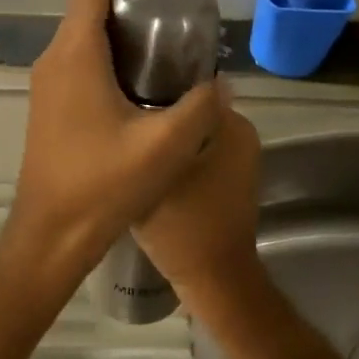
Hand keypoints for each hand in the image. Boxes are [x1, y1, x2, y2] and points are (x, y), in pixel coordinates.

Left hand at [9, 0, 222, 279]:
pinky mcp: (46, 109)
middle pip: (80, 12)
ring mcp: (44, 88)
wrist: (51, 233)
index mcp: (75, 58)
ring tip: (150, 33)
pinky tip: (130, 76)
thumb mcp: (166, 146)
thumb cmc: (103, 184)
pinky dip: (98, 52)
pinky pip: (72, 63)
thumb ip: (200, 108)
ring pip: (75, 39)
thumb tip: (222, 84)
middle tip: (159, 1)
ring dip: (106, 26)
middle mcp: (52, 64)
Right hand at [133, 103, 261, 308]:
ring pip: (189, 129)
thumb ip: (151, 129)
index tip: (122, 86)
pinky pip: (194, 149)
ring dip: (161, 130)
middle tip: (117, 113)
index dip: (154, 79)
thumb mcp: (158, 171)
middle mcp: (240, 134)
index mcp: (232, 124)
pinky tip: (140, 156)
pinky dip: (171, 150)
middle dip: (155, 105)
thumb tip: (136, 93)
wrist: (211, 280)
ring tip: (124, 132)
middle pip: (188, 105)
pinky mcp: (226, 178)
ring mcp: (235, 157)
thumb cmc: (185, 224)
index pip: (190, 83)